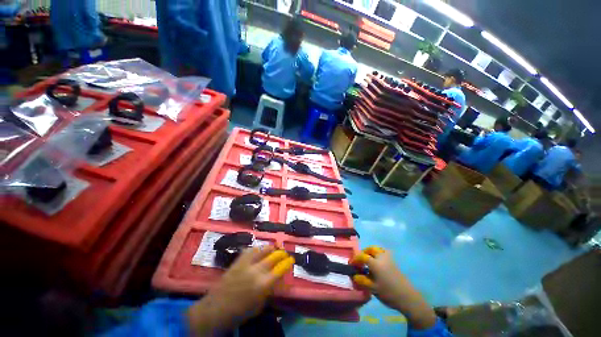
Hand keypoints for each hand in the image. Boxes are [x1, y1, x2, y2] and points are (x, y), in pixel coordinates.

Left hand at [187, 246, 294, 334]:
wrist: (215, 309)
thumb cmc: (239, 312)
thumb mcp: (259, 305)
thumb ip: (270, 290)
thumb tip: (279, 279)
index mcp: (263, 285)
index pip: (280, 269)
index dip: (288, 263)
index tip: (291, 259)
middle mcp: (256, 271)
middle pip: (273, 256)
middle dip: (281, 253)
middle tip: (284, 253)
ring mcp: (246, 264)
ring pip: (262, 250)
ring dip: (270, 248)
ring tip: (274, 248)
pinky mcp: (238, 261)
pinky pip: (250, 250)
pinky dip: (257, 249)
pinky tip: (259, 250)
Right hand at [351, 247, 436, 329]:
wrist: (408, 297)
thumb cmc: (388, 293)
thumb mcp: (373, 289)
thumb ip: (362, 281)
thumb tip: (354, 276)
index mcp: (375, 263)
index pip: (362, 256)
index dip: (356, 259)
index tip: (352, 264)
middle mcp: (381, 257)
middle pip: (371, 249)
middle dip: (364, 252)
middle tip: (361, 260)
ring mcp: (389, 259)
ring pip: (378, 249)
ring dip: (372, 252)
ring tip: (369, 260)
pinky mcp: (394, 262)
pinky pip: (384, 253)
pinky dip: (378, 255)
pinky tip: (378, 264)